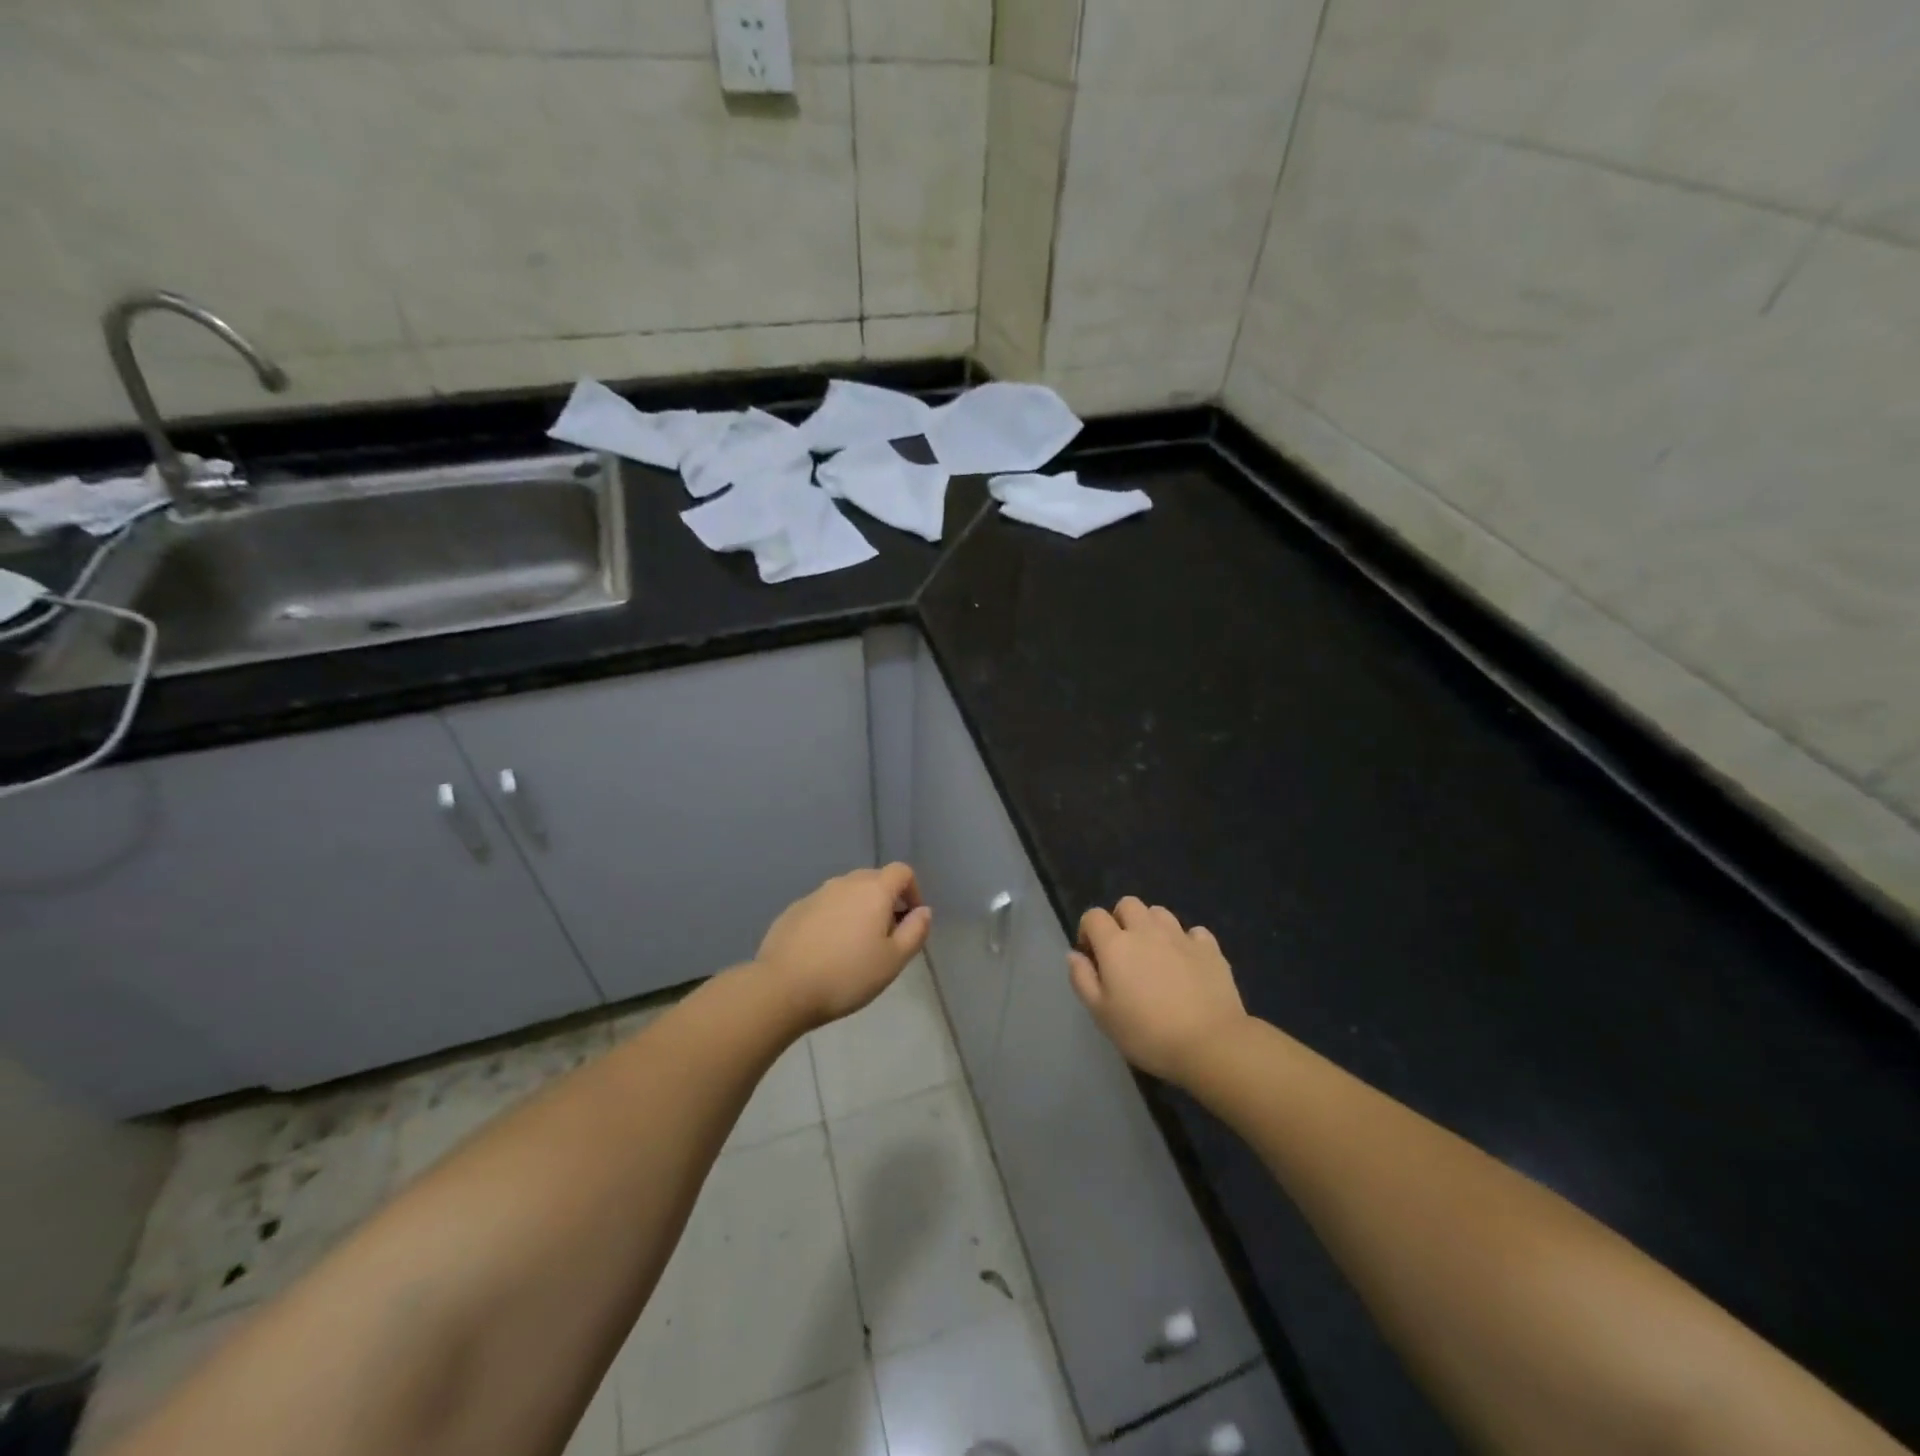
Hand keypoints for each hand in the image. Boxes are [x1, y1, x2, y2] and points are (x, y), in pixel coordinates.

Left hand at [755, 863, 931, 1028]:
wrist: (783, 988)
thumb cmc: (847, 975)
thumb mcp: (893, 960)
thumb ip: (915, 931)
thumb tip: (923, 911)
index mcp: (873, 890)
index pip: (902, 871)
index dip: (913, 891)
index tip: (910, 921)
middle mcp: (844, 883)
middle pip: (874, 880)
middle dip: (885, 902)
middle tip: (884, 938)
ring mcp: (816, 894)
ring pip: (846, 893)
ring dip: (858, 910)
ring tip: (853, 947)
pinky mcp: (793, 910)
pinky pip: (823, 907)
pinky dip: (832, 920)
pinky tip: (825, 951)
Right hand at [1068, 896, 1247, 1085]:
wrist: (1209, 1043)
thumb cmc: (1147, 1033)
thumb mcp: (1102, 1014)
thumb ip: (1082, 979)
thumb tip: (1074, 954)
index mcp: (1116, 944)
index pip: (1093, 916)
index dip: (1088, 930)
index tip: (1092, 956)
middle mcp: (1146, 931)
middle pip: (1128, 904)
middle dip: (1120, 920)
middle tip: (1124, 953)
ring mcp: (1181, 936)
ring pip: (1160, 913)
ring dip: (1152, 926)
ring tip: (1155, 955)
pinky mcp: (1210, 949)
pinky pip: (1194, 932)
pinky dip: (1187, 941)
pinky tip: (1187, 963)